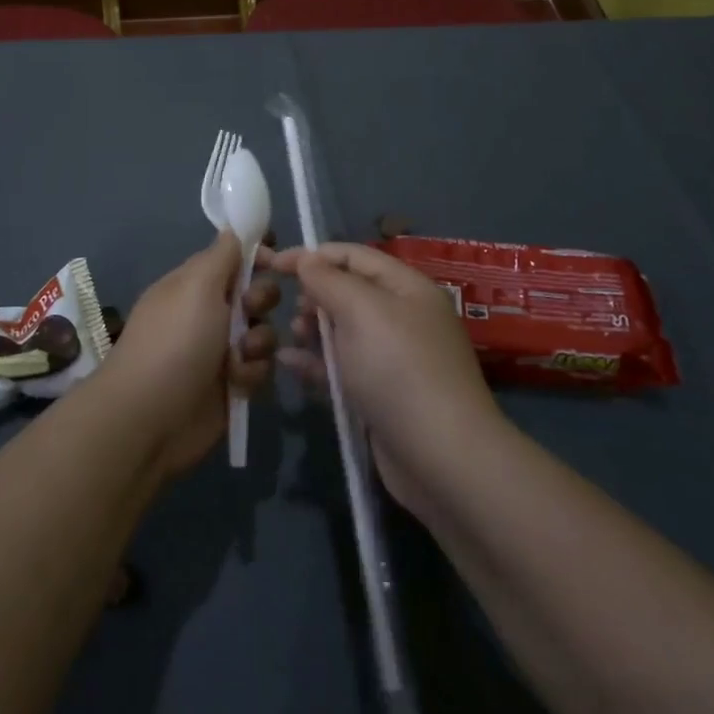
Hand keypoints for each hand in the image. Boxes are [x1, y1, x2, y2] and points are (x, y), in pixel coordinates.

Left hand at [95, 231, 279, 477]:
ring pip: (263, 331)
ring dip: (259, 341)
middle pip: (255, 292)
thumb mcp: (197, 285)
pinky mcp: (231, 384)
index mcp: (194, 282)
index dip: (256, 254)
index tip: (274, 258)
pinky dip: (252, 373)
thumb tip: (234, 228)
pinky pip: (260, 367)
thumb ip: (222, 255)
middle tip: (249, 310)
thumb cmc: (175, 341)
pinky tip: (237, 383)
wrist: (151, 417)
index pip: (232, 256)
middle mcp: (208, 311)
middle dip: (261, 299)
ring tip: (240, 356)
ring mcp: (219, 349)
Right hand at [272, 241, 499, 513]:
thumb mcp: (361, 310)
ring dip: (313, 328)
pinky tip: (287, 362)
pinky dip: (316, 362)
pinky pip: (342, 366)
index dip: (312, 255)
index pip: (353, 255)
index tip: (272, 264)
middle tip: (289, 308)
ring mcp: (393, 357)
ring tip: (293, 335)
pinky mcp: (381, 393)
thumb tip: (306, 259)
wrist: (441, 457)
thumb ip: (328, 279)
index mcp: (406, 287)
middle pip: (348, 291)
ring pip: (343, 330)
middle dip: (314, 293)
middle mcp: (403, 316)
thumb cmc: (399, 369)